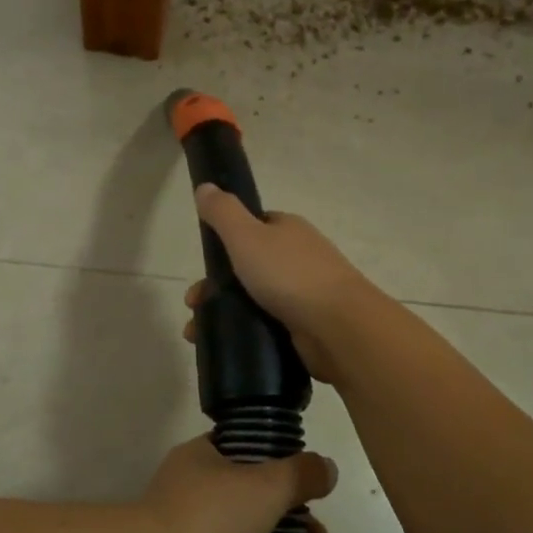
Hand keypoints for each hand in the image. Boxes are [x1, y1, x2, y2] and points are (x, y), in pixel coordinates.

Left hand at [137, 435, 335, 532]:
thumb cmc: (210, 516)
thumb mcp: (265, 484)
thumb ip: (300, 474)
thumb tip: (327, 467)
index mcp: (200, 456)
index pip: (242, 447)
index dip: (278, 460)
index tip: (308, 480)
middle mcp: (193, 490)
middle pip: (253, 494)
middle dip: (292, 511)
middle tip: (319, 531)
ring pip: (250, 532)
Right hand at [182, 184, 383, 384]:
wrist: (338, 327)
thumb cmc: (289, 275)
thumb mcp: (247, 235)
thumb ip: (223, 212)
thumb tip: (205, 186)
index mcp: (288, 230)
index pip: (253, 228)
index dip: (226, 242)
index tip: (205, 263)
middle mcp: (298, 258)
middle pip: (248, 267)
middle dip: (216, 286)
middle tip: (194, 304)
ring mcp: (304, 294)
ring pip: (253, 299)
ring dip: (224, 313)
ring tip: (198, 332)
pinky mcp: (304, 326)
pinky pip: (266, 326)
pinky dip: (244, 334)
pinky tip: (224, 346)